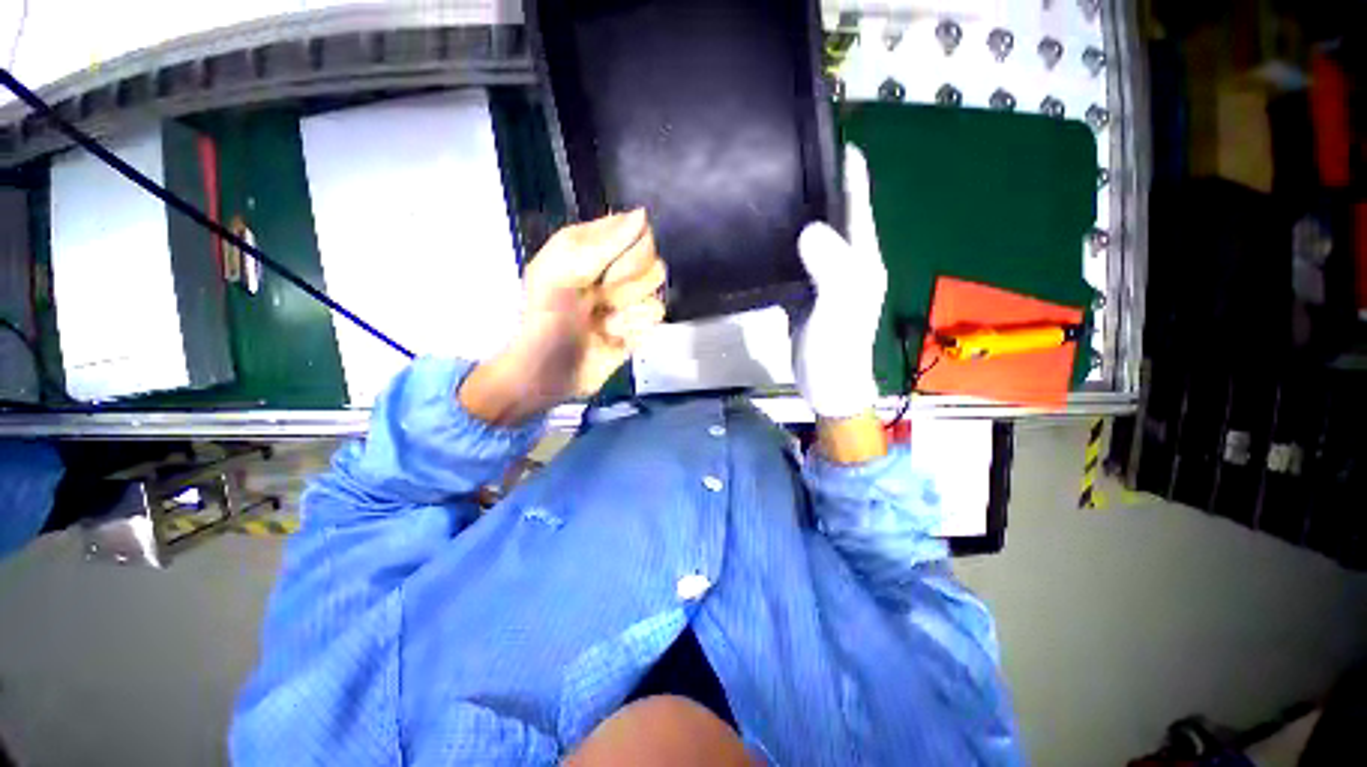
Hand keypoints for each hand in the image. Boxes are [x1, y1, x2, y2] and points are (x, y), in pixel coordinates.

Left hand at [460, 210, 666, 425]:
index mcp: (592, 248)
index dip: (629, 252)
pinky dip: (634, 331)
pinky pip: (656, 320)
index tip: (606, 272)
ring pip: (657, 293)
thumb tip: (642, 215)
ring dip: (629, 314)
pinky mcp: (637, 327)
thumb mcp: (562, 274)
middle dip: (628, 287)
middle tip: (600, 300)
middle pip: (653, 263)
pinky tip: (613, 338)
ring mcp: (628, 301)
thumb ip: (603, 244)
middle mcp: (615, 271)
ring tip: (603, 324)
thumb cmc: (546, 320)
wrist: (548, 375)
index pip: (636, 231)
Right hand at [792, 146, 886, 419]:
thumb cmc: (837, 351)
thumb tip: (810, 228)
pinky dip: (784, 244)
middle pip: (835, 215)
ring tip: (770, 190)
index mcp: (861, 259)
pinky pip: (796, 259)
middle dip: (818, 185)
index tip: (829, 138)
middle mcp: (846, 262)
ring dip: (799, 213)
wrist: (826, 386)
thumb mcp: (839, 308)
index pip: (858, 205)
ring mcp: (824, 277)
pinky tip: (764, 235)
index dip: (849, 171)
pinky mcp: (805, 292)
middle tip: (786, 160)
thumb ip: (832, 269)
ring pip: (813, 236)